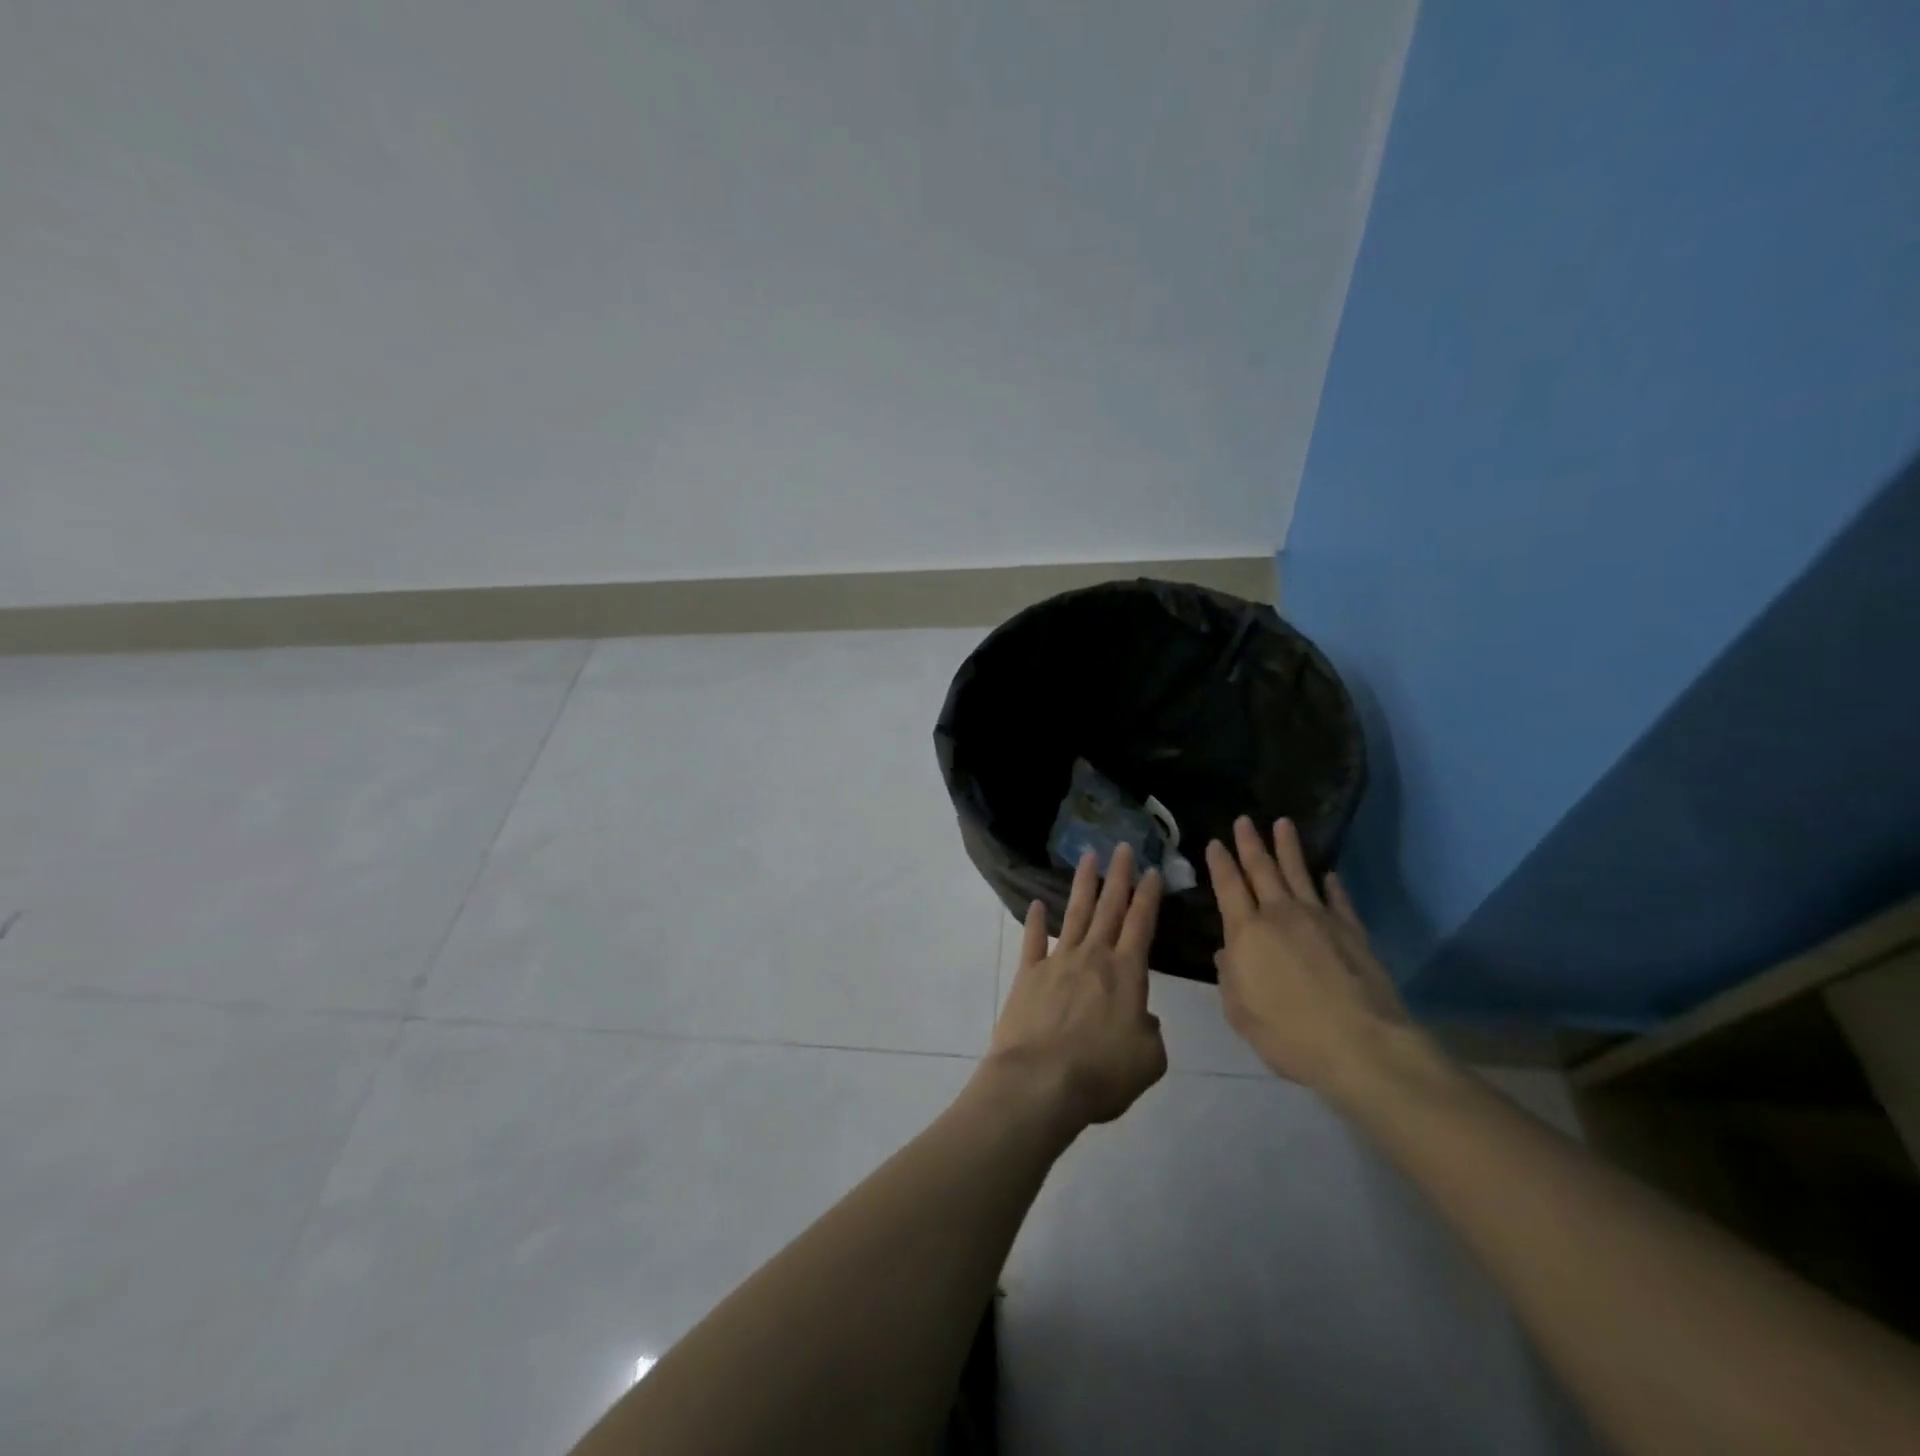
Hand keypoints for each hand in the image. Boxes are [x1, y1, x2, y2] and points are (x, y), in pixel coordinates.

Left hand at [985, 843, 1167, 1132]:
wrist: (1041, 1082)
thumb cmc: (1102, 1073)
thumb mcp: (1149, 1061)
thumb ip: (1151, 1033)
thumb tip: (1142, 1018)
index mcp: (1127, 974)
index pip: (1141, 924)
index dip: (1148, 897)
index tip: (1151, 871)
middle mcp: (1093, 958)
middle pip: (1109, 908)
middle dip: (1118, 876)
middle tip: (1122, 847)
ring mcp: (1057, 962)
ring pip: (1075, 914)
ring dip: (1083, 885)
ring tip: (1088, 857)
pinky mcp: (1028, 975)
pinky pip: (1033, 941)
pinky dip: (1035, 922)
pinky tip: (1037, 904)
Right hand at [1205, 817, 1409, 1091]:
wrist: (1361, 1045)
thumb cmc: (1289, 1034)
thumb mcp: (1241, 1013)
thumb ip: (1230, 979)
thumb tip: (1226, 954)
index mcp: (1246, 933)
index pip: (1228, 887)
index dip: (1221, 864)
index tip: (1216, 843)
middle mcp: (1280, 915)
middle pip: (1262, 870)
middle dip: (1251, 844)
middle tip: (1244, 820)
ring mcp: (1320, 919)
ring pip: (1299, 874)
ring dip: (1289, 848)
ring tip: (1283, 824)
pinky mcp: (1352, 932)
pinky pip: (1338, 900)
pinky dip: (1331, 885)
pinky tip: (1329, 875)